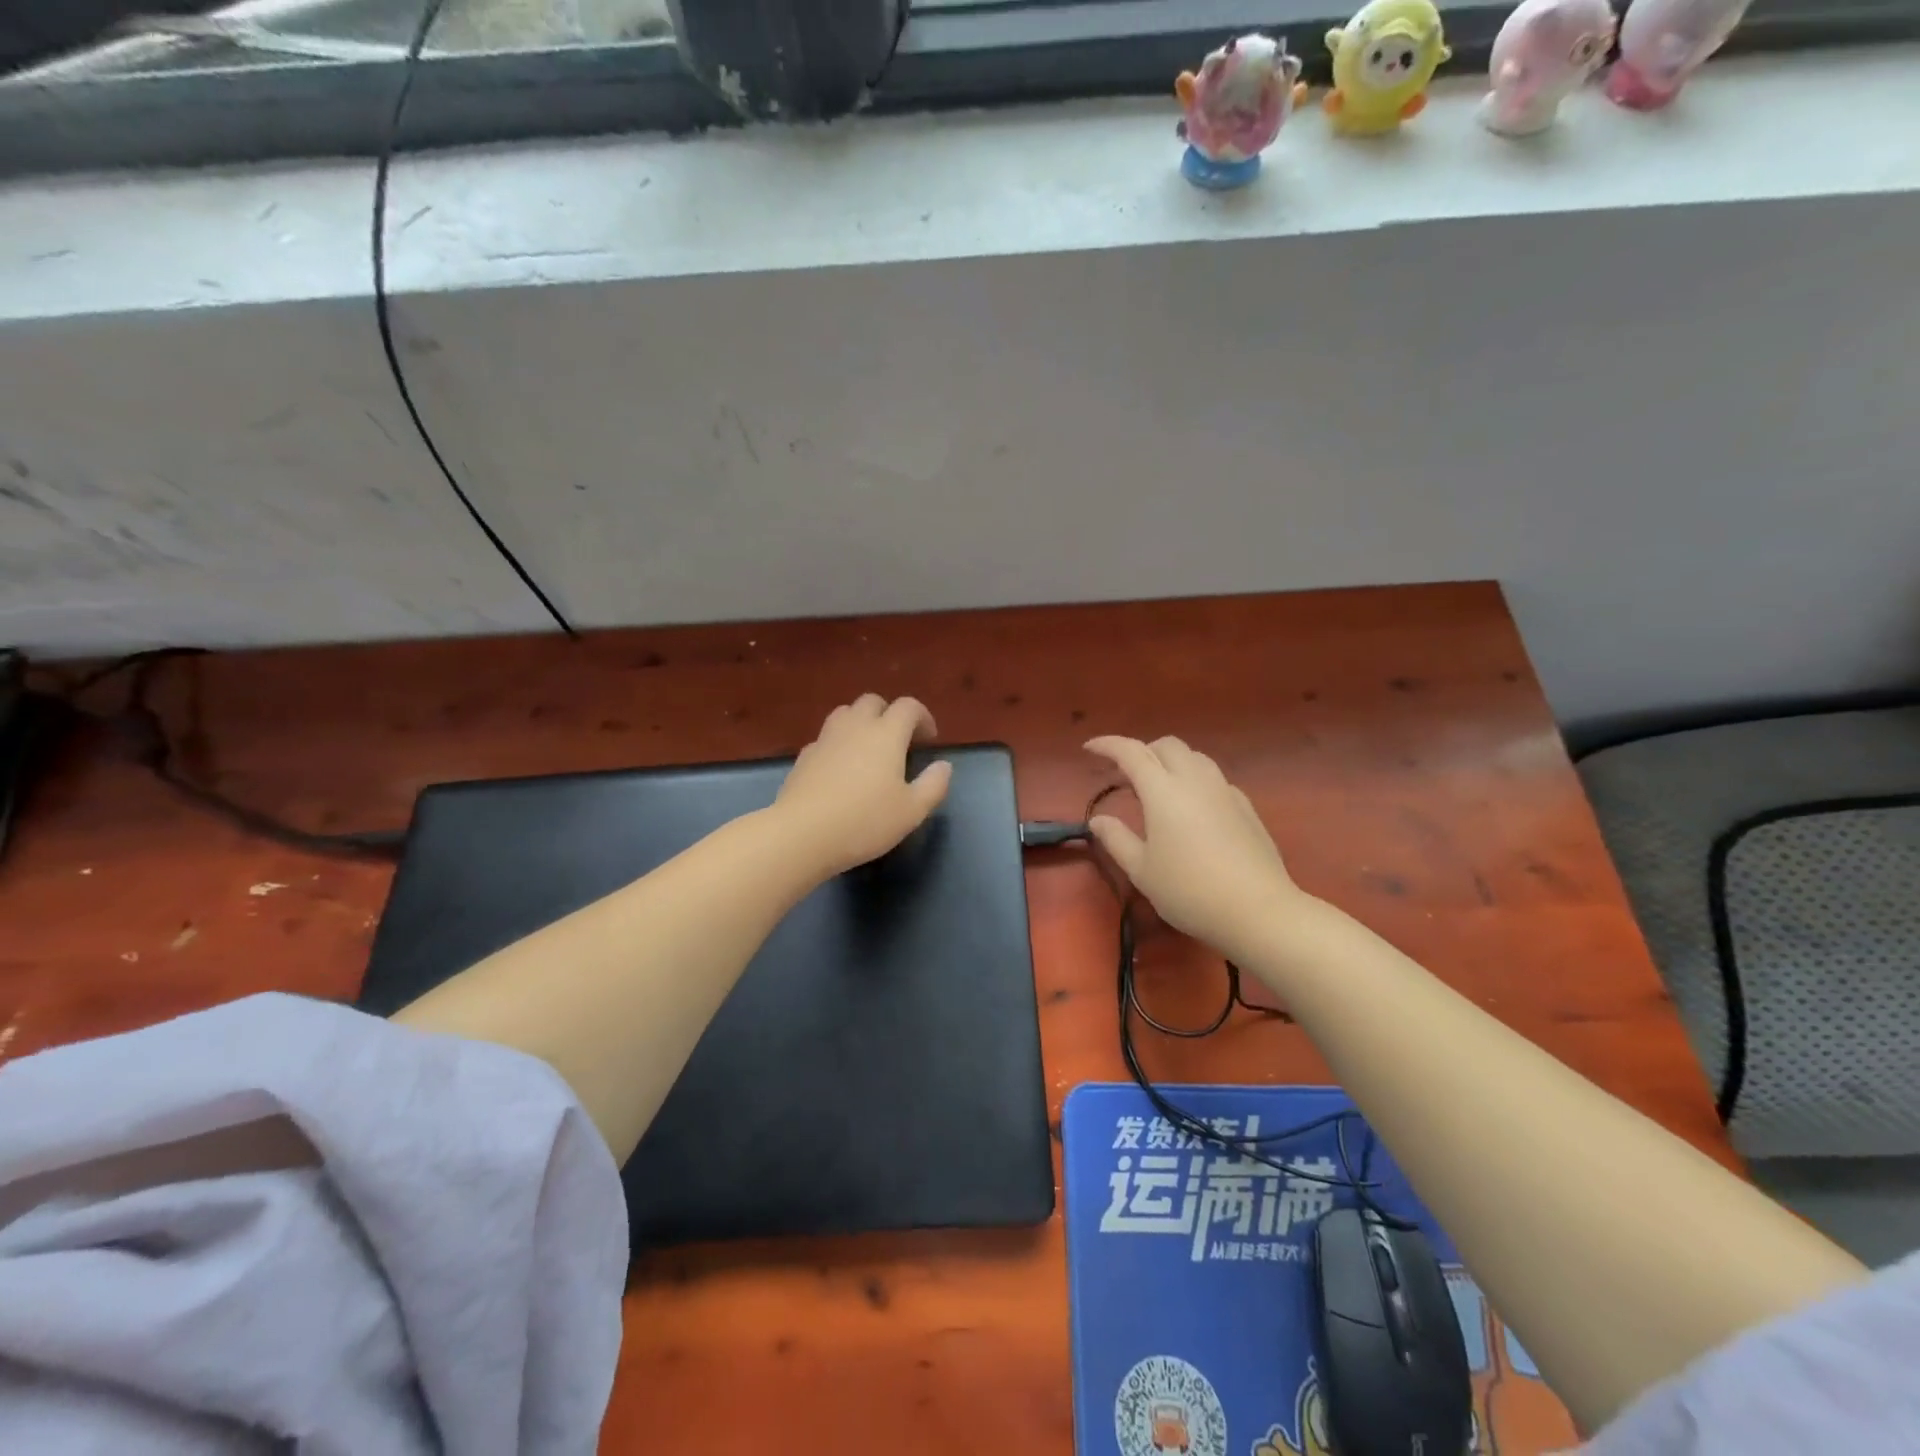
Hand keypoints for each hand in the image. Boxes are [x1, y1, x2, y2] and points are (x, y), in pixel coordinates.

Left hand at [775, 695, 952, 875]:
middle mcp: (855, 727)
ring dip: (861, 722)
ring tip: (869, 749)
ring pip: (845, 713)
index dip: (922, 717)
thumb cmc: (865, 821)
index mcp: (886, 734)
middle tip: (899, 740)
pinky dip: (838, 744)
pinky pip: (825, 738)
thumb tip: (943, 766)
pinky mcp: (804, 757)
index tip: (929, 739)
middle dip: (889, 713)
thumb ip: (933, 785)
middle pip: (873, 701)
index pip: (908, 707)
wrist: (802, 834)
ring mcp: (825, 739)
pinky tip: (841, 769)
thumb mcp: (912, 811)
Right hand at [1084, 735, 1304, 960]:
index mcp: (1163, 791)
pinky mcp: (1246, 806)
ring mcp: (1225, 791)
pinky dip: (1194, 780)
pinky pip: (1214, 778)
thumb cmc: (1190, 891)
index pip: (1131, 752)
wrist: (1258, 910)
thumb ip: (1116, 839)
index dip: (1108, 745)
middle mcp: (1195, 780)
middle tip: (1125, 775)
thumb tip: (1098, 820)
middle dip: (1142, 751)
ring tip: (1158, 788)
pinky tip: (1192, 809)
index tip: (1089, 748)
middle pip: (1166, 745)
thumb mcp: (1142, 870)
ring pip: (1194, 757)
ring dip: (1170, 762)